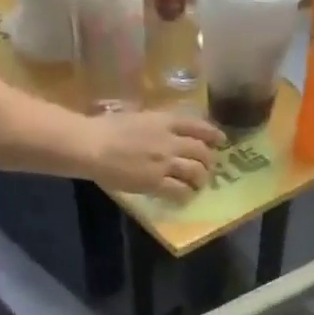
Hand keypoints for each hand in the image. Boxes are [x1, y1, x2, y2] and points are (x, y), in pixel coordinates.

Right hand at [81, 110, 223, 201]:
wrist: (92, 146)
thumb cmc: (106, 128)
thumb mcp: (136, 117)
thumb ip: (155, 124)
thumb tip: (164, 131)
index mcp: (164, 121)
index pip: (198, 126)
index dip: (213, 134)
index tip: (220, 141)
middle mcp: (170, 140)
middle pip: (201, 151)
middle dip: (208, 161)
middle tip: (205, 169)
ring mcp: (165, 163)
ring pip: (196, 172)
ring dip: (200, 180)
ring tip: (197, 185)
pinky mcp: (156, 183)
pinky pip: (180, 191)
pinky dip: (185, 195)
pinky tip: (183, 197)